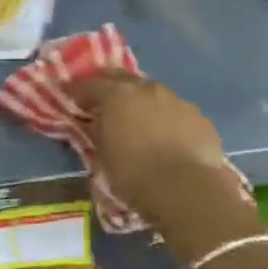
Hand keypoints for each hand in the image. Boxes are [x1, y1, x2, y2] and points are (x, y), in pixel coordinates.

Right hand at [72, 73, 231, 226]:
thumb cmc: (135, 175)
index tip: (69, 95)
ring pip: (152, 93)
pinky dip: (166, 118)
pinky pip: (175, 111)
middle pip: (122, 78)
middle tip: (103, 100)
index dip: (77, 90)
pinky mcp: (198, 116)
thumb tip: (93, 122)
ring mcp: (176, 99)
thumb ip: (97, 132)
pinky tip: (167, 136)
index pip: (89, 84)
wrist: (188, 190)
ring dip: (141, 102)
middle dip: (110, 86)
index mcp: (117, 95)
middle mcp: (146, 88)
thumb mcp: (103, 157)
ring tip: (138, 120)